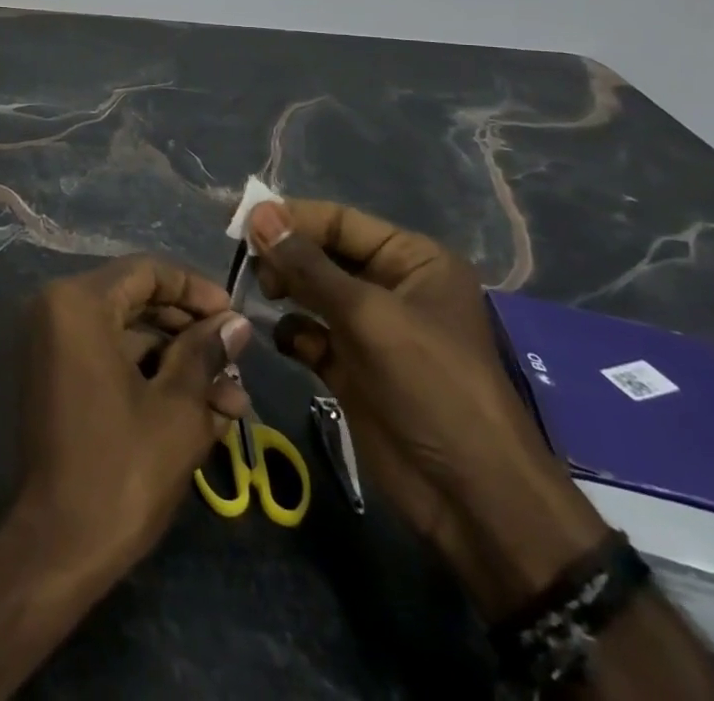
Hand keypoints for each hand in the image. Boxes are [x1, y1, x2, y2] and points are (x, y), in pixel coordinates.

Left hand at [17, 256, 252, 583]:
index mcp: (77, 303)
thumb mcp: (177, 408)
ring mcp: (51, 345)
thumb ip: (206, 354)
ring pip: (125, 334)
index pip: (146, 272)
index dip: (195, 289)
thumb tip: (236, 323)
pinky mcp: (55, 378)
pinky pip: (107, 358)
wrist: (55, 548)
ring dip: (177, 360)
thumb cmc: (120, 468)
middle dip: (190, 332)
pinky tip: (199, 410)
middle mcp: (56, 311)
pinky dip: (149, 376)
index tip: (234, 316)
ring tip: (230, 398)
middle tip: (235, 361)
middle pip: (135, 301)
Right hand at [247, 200, 608, 618]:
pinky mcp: (353, 368)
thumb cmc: (430, 385)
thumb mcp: (367, 315)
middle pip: (323, 254)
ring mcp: (371, 330)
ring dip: (285, 289)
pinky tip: (286, 342)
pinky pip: (310, 333)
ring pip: (312, 291)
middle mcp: (391, 286)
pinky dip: (293, 332)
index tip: (242, 222)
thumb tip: (257, 214)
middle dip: (286, 255)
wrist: (471, 498)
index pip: (340, 221)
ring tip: (264, 295)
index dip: (292, 217)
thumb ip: (307, 264)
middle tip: (251, 265)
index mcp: (412, 260)